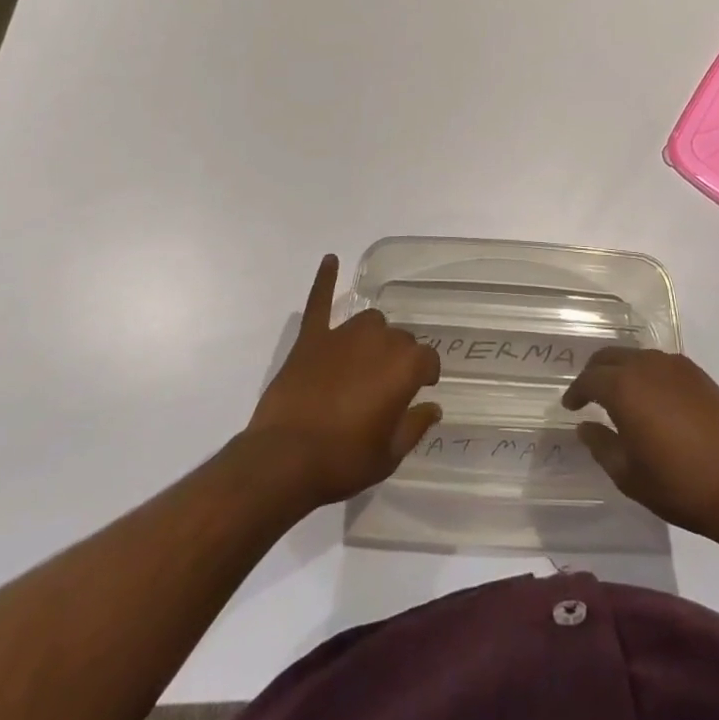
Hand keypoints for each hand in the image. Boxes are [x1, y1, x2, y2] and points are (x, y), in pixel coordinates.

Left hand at [243, 254, 441, 507]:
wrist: (285, 460)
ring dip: (373, 336)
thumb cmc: (343, 460)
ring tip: (366, 359)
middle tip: (386, 387)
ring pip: (369, 322)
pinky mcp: (311, 339)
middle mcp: (378, 341)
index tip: (422, 388)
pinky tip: (331, 259)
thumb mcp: (389, 455)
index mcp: (404, 367)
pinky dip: (325, 280)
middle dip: (398, 358)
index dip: (426, 375)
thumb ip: (415, 426)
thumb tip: (433, 407)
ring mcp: (342, 335)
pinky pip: (320, 302)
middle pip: (398, 339)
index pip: (427, 359)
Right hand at [562, 347, 718, 540]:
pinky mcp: (698, 375)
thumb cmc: (677, 484)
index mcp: (623, 387)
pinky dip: (648, 374)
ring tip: (620, 395)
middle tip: (589, 394)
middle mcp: (646, 366)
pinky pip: (661, 364)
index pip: (589, 379)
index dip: (576, 392)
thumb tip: (586, 426)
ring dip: (622, 370)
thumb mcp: (628, 475)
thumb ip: (601, 445)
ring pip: (637, 356)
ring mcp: (675, 366)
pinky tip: (653, 397)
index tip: (570, 406)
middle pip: (610, 357)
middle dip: (595, 372)